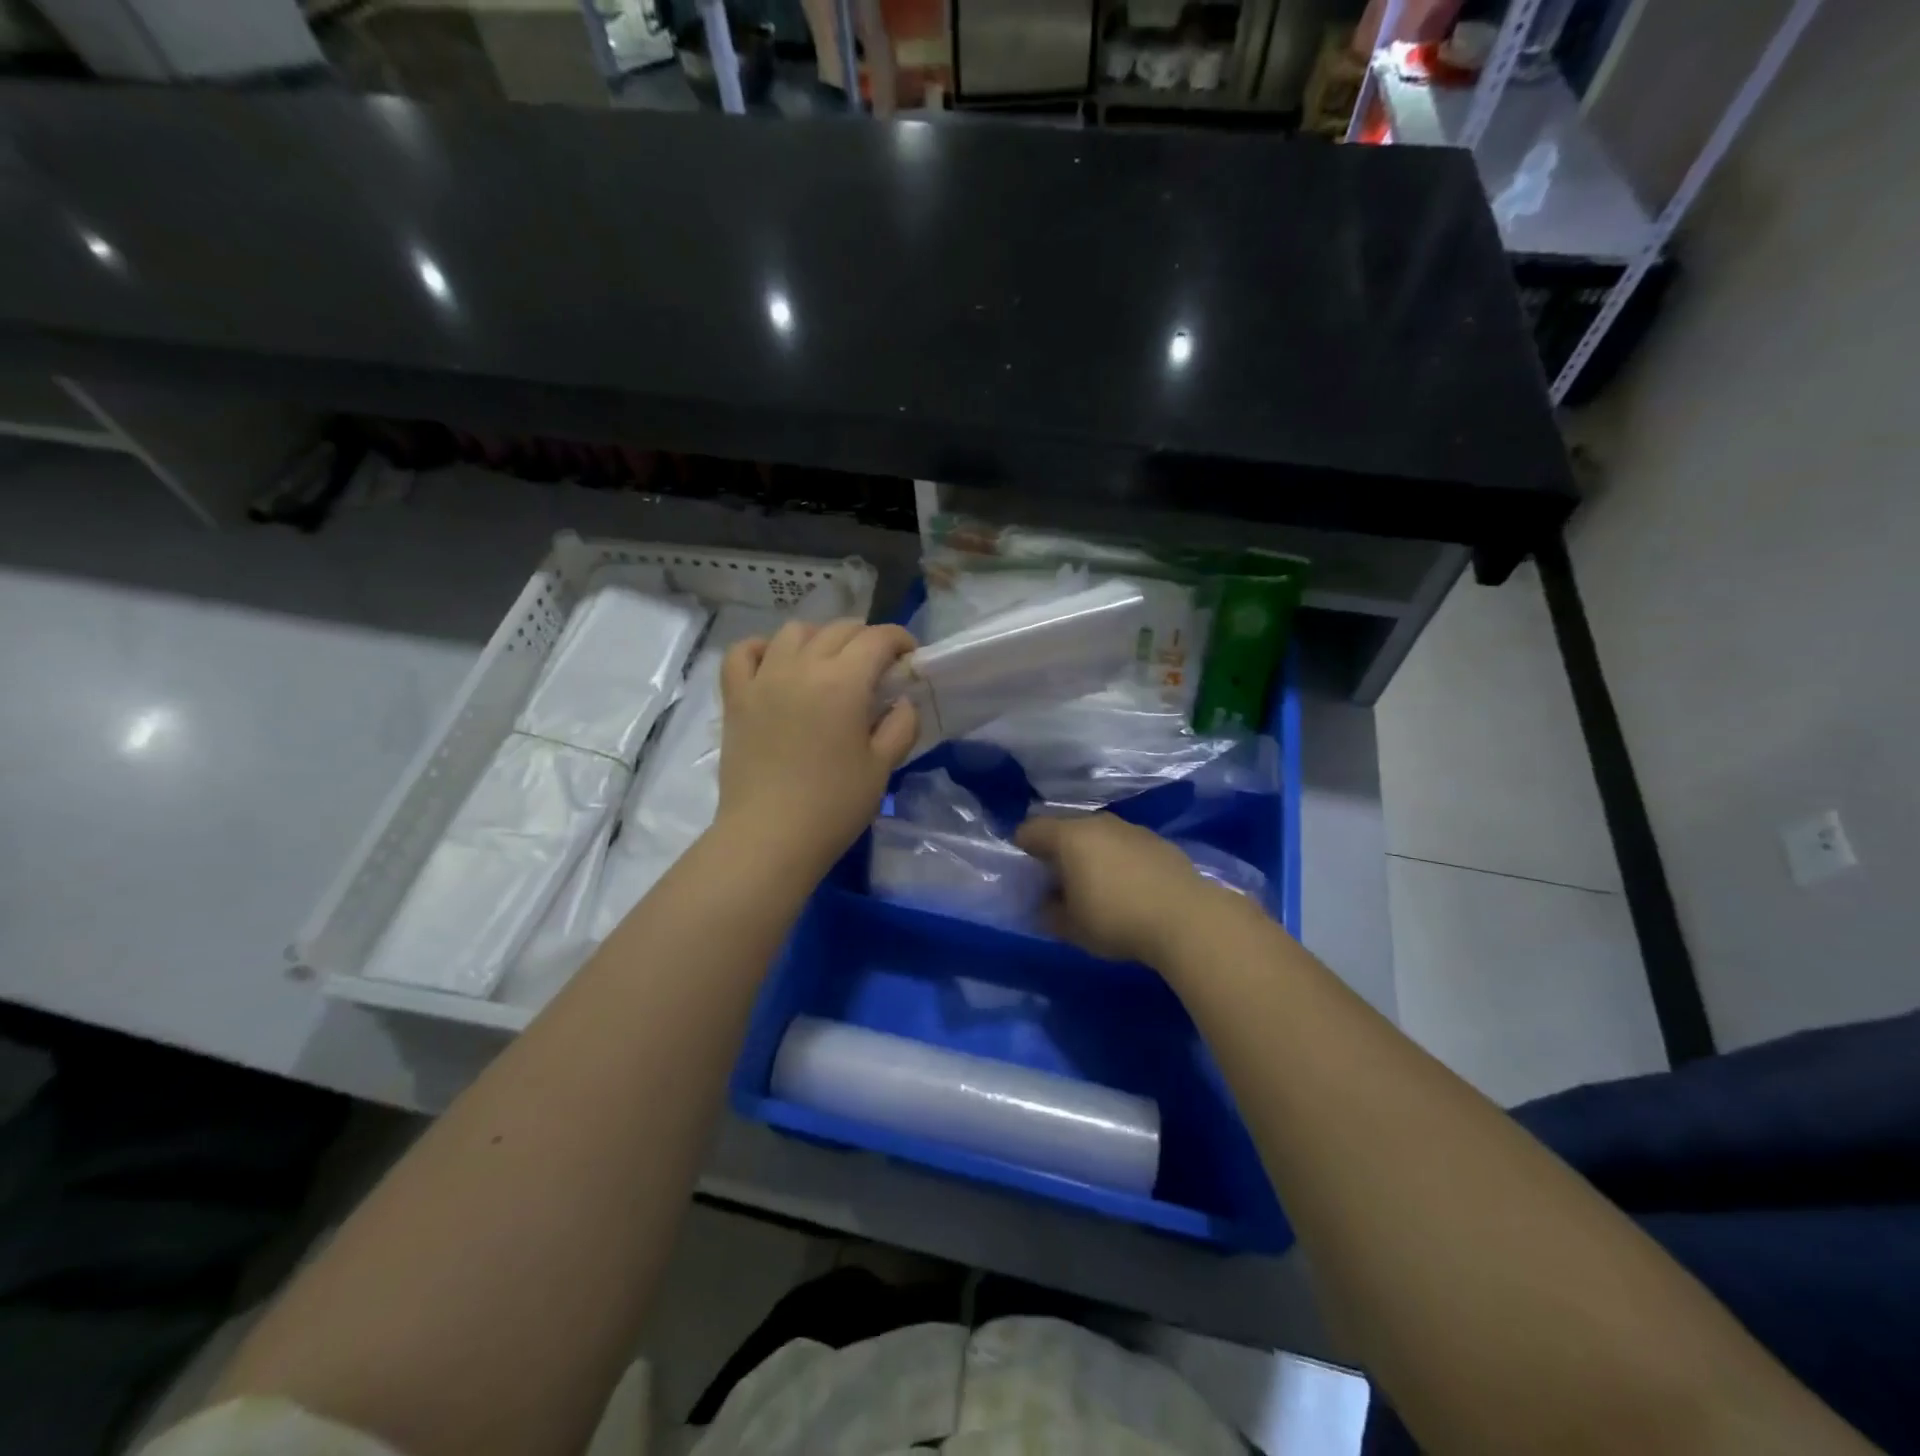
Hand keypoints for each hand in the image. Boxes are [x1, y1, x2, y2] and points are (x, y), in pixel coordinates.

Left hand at [717, 619, 918, 879]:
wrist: (770, 837)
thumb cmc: (834, 805)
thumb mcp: (882, 767)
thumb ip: (901, 726)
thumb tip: (902, 702)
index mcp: (844, 682)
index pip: (877, 638)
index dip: (899, 640)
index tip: (909, 657)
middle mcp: (802, 667)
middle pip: (838, 630)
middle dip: (865, 638)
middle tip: (876, 666)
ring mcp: (764, 679)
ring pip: (793, 632)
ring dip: (819, 638)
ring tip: (828, 663)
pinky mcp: (736, 697)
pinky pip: (742, 652)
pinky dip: (762, 648)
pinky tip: (774, 664)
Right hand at [1014, 813, 1217, 965]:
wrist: (1187, 918)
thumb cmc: (1117, 919)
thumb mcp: (1072, 927)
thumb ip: (1049, 913)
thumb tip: (1045, 905)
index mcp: (1069, 836)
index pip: (1031, 829)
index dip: (1022, 848)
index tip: (1025, 873)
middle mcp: (1098, 823)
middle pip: (1066, 829)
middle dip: (1057, 851)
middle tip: (1058, 882)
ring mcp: (1131, 829)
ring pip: (1098, 835)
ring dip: (1090, 854)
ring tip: (1095, 886)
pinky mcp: (1158, 841)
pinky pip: (1124, 845)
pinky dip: (1118, 860)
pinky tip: (1128, 888)